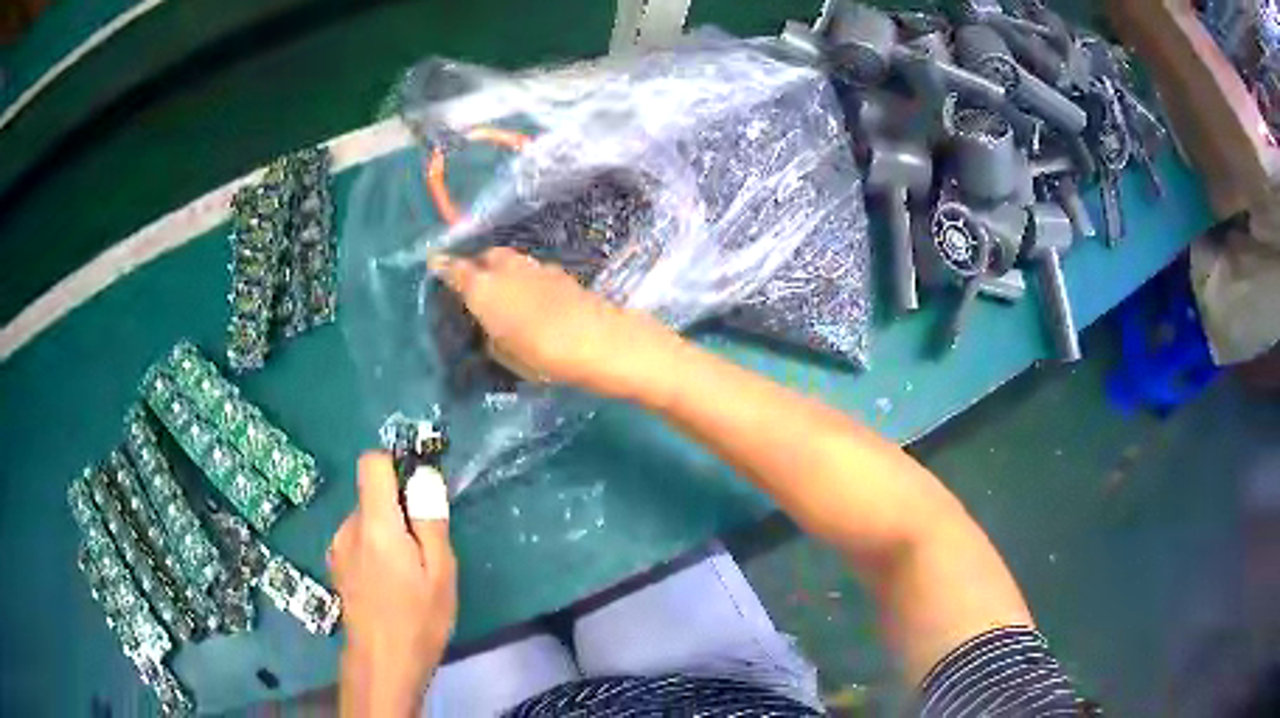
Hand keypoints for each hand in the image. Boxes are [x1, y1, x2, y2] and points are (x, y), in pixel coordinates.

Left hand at [329, 453, 456, 716]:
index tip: (417, 493)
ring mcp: (338, 547)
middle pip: (371, 494)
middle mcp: (348, 527)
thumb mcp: (440, 572)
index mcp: (375, 524)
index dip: (395, 466)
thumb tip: (425, 476)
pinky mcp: (336, 565)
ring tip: (407, 573)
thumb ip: (430, 520)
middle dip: (398, 508)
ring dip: (387, 531)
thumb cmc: (418, 619)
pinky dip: (375, 548)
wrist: (382, 663)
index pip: (371, 463)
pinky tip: (388, 583)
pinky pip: (358, 539)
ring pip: (366, 518)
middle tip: (424, 549)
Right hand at [431, 247, 683, 402]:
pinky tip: (534, 298)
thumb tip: (491, 327)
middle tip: (477, 285)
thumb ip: (491, 336)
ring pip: (512, 260)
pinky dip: (527, 278)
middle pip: (487, 257)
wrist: (599, 340)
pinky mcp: (561, 273)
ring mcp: (536, 267)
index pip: (455, 270)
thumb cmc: (542, 355)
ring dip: (504, 270)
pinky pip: (533, 270)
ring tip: (506, 293)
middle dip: (478, 266)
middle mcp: (506, 268)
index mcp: (483, 288)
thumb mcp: (505, 355)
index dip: (443, 267)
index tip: (435, 264)